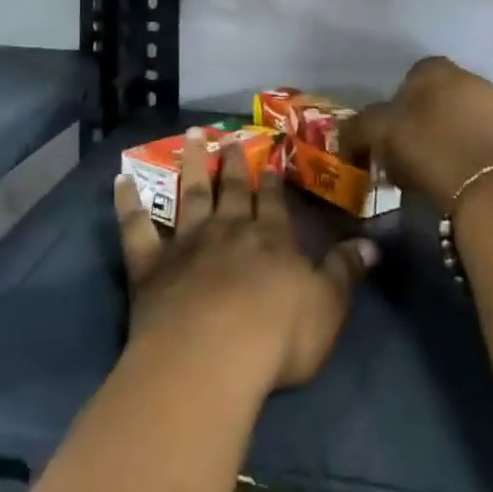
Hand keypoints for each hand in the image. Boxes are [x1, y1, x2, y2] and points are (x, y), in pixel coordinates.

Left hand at [114, 129, 376, 393]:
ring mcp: (186, 243)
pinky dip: (127, 202)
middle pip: (230, 189)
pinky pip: (136, 227)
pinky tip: (120, 180)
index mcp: (270, 240)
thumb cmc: (277, 337)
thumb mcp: (328, 307)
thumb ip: (346, 272)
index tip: (270, 158)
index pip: (273, 203)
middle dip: (231, 162)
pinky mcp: (150, 264)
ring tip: (190, 134)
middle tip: (228, 138)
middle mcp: (228, 230)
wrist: (211, 357)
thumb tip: (372, 244)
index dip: (273, 181)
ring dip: (189, 163)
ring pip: (188, 194)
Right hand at [344, 56, 492, 204]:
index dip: (393, 103)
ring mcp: (491, 108)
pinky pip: (471, 141)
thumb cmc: (425, 145)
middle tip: (399, 150)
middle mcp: (468, 79)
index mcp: (436, 68)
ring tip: (420, 169)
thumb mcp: (377, 132)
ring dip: (437, 138)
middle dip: (416, 121)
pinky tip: (445, 176)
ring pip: (452, 120)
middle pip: (432, 99)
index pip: (408, 77)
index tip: (384, 130)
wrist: (481, 186)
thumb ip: (356, 128)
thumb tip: (341, 135)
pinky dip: (457, 154)